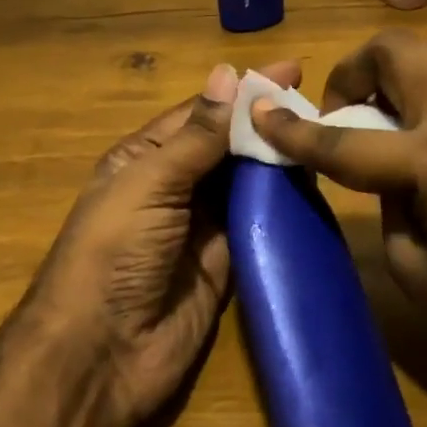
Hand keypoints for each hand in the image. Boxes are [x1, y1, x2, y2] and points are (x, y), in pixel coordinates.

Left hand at [29, 59, 302, 426]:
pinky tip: (314, 186)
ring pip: (246, 183)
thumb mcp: (149, 183)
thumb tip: (227, 74)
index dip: (243, 92)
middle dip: (265, 124)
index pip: (201, 113)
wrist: (101, 355)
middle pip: (227, 147)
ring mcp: (201, 227)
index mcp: (145, 158)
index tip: (292, 71)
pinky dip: (282, 206)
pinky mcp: (226, 264)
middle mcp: (174, 186)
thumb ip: (195, 136)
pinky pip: (258, 224)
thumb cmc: (113, 253)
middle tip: (320, 105)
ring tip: (325, 136)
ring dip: (278, 162)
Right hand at [251, 30, 426, 400]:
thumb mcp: (414, 273)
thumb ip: (387, 205)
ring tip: (395, 111)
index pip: (346, 138)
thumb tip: (385, 172)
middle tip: (346, 107)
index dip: (294, 129)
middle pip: (401, 50)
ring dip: (408, 67)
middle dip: (356, 70)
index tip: (261, 110)